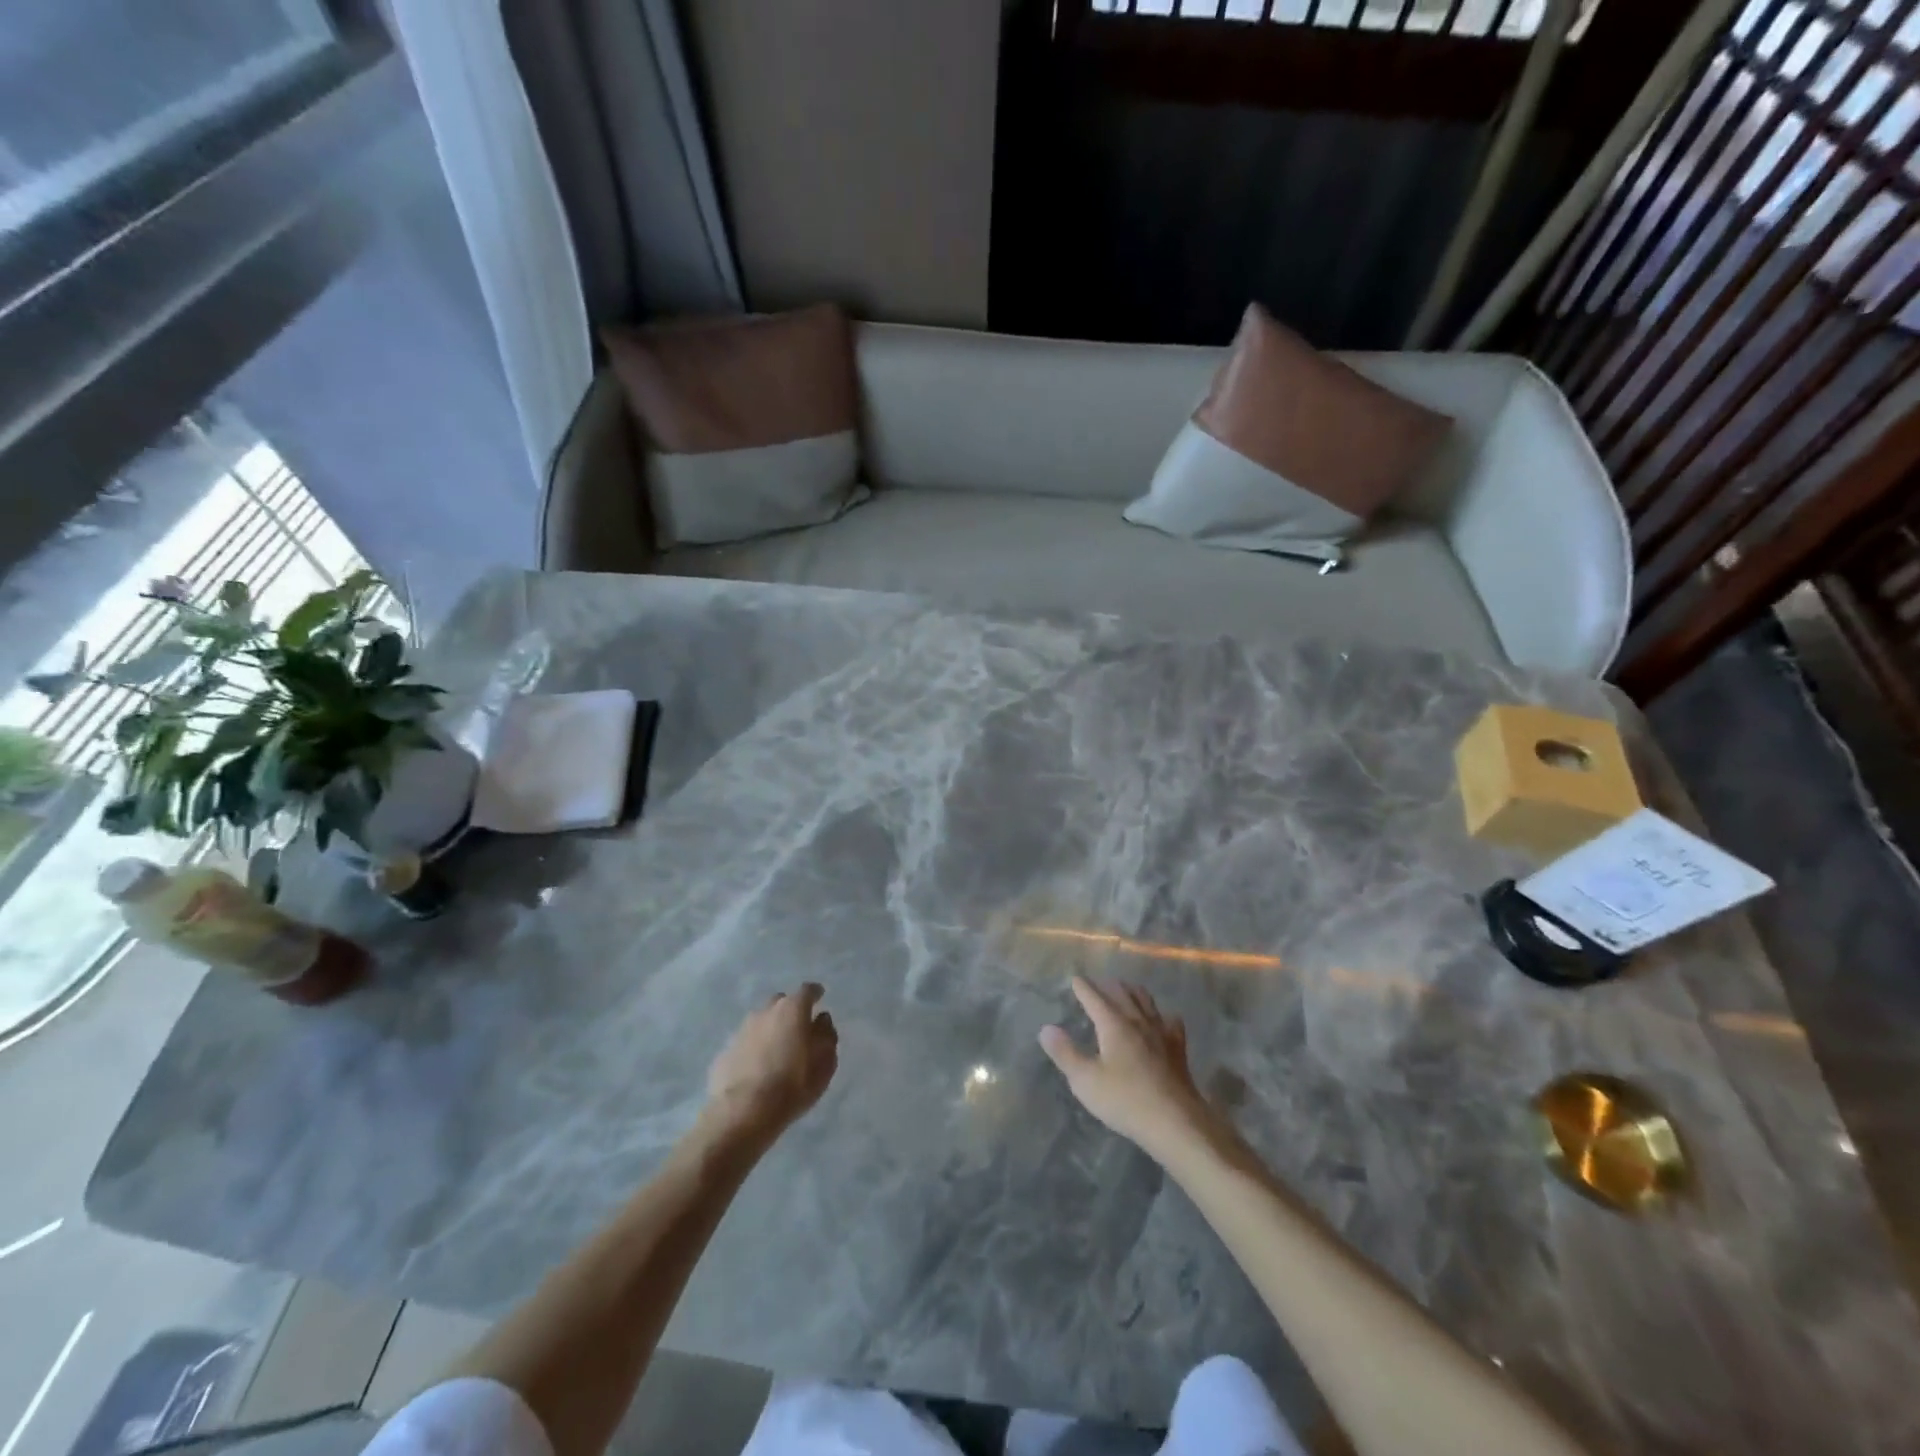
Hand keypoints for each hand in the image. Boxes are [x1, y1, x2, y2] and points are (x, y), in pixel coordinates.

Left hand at [705, 983, 838, 1144]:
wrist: (742, 1112)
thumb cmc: (792, 1086)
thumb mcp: (824, 1065)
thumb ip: (826, 1037)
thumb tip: (822, 1021)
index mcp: (792, 1009)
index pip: (807, 991)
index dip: (815, 994)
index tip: (820, 997)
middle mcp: (766, 1011)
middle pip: (781, 1002)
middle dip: (790, 1011)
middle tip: (798, 1029)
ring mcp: (742, 1029)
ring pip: (761, 1021)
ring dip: (770, 1029)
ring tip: (776, 1051)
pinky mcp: (725, 1050)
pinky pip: (746, 1042)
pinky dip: (754, 1048)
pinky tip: (757, 1068)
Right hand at [1040, 977, 1220, 1158]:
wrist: (1176, 1122)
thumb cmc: (1125, 1100)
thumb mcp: (1086, 1081)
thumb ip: (1065, 1053)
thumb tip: (1046, 1028)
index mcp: (1114, 1024)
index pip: (1095, 998)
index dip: (1084, 988)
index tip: (1076, 979)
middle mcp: (1138, 1021)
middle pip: (1122, 994)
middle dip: (1108, 986)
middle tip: (1099, 984)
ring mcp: (1161, 1033)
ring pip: (1146, 1002)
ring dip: (1133, 992)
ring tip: (1127, 990)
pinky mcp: (1178, 1049)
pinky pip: (1170, 1021)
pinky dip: (1161, 1015)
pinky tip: (1162, 1020)